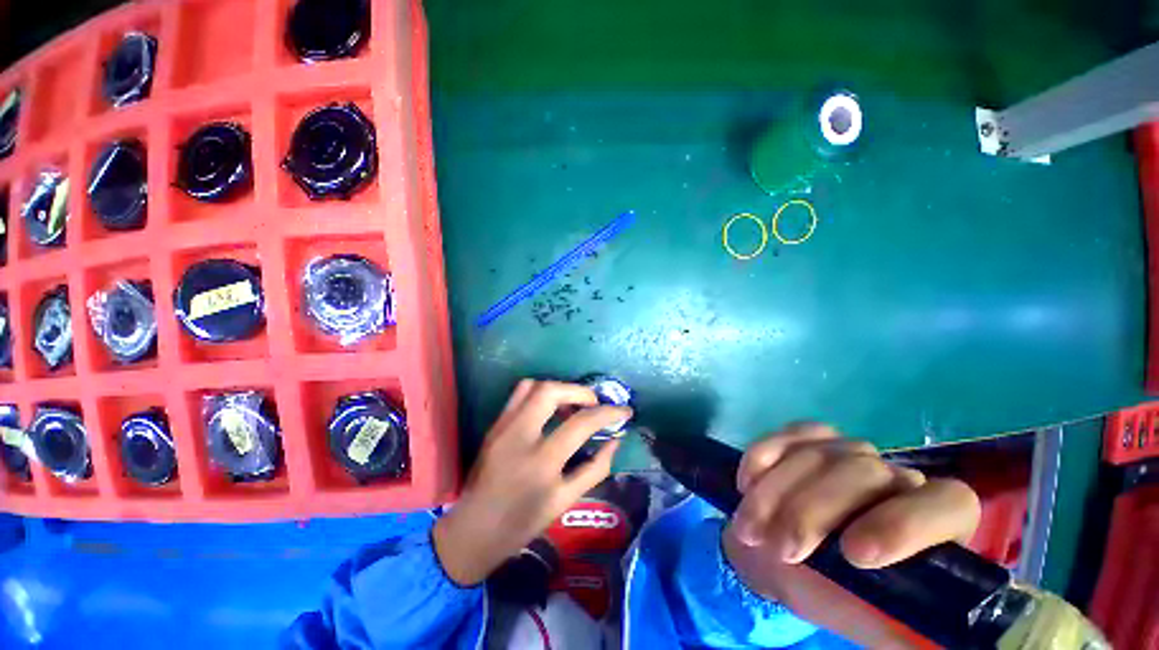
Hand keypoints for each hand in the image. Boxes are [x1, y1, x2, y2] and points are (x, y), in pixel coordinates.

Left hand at [433, 380, 630, 585]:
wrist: (472, 530)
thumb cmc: (522, 523)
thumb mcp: (565, 501)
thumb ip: (595, 468)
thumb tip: (615, 440)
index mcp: (541, 461)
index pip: (581, 423)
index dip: (608, 413)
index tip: (624, 411)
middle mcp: (519, 435)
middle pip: (552, 391)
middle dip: (580, 391)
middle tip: (594, 404)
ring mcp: (503, 426)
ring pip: (532, 386)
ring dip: (559, 388)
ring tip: (573, 404)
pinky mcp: (494, 424)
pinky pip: (519, 394)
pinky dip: (540, 392)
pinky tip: (550, 409)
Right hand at [722, 423, 980, 631]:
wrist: (783, 558)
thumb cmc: (836, 598)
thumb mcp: (874, 624)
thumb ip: (908, 631)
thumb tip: (930, 640)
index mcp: (933, 526)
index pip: (947, 503)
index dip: (905, 523)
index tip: (854, 554)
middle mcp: (894, 478)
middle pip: (863, 472)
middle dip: (811, 512)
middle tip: (781, 550)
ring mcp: (848, 451)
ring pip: (817, 454)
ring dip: (774, 493)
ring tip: (749, 531)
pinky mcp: (809, 438)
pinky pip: (789, 435)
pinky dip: (763, 456)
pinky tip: (746, 484)